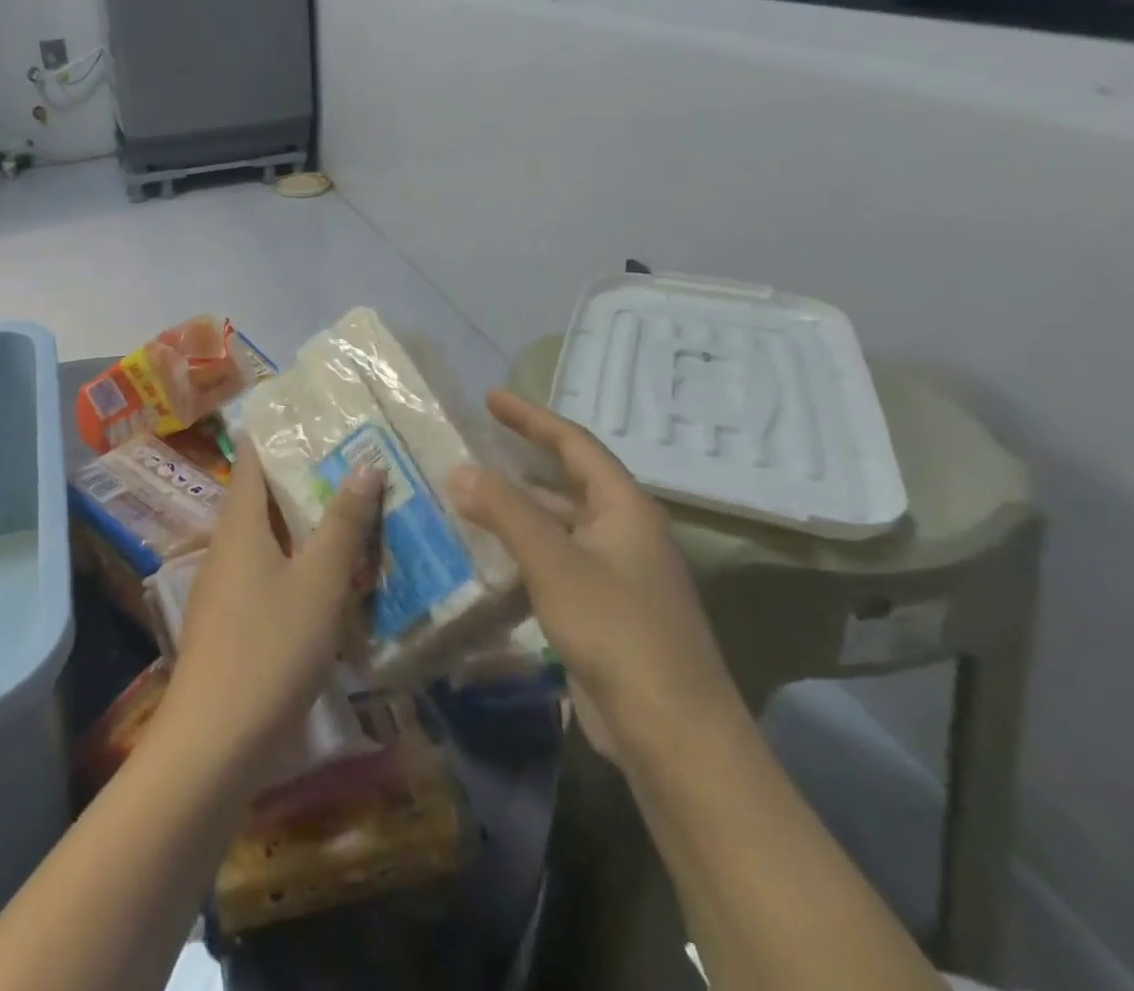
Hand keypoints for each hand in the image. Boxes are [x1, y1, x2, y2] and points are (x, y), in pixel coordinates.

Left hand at [157, 441, 382, 791]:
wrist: (213, 741)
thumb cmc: (270, 647)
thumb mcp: (319, 582)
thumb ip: (342, 522)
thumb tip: (365, 463)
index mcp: (240, 522)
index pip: (254, 456)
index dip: (282, 433)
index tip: (320, 417)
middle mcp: (225, 543)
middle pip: (262, 495)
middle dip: (304, 477)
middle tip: (355, 462)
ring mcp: (224, 584)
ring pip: (267, 536)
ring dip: (304, 523)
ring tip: (352, 512)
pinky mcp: (230, 619)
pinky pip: (266, 571)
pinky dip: (296, 561)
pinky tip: (329, 577)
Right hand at [447, 390, 741, 767]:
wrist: (673, 735)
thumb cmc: (618, 631)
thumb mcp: (554, 561)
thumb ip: (505, 510)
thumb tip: (459, 469)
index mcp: (625, 509)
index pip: (574, 444)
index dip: (531, 418)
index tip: (490, 398)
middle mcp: (624, 534)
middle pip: (567, 483)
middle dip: (521, 463)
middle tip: (473, 448)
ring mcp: (617, 575)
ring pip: (559, 526)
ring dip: (517, 511)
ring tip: (468, 498)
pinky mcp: (604, 612)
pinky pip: (556, 564)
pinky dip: (522, 552)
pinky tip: (489, 558)